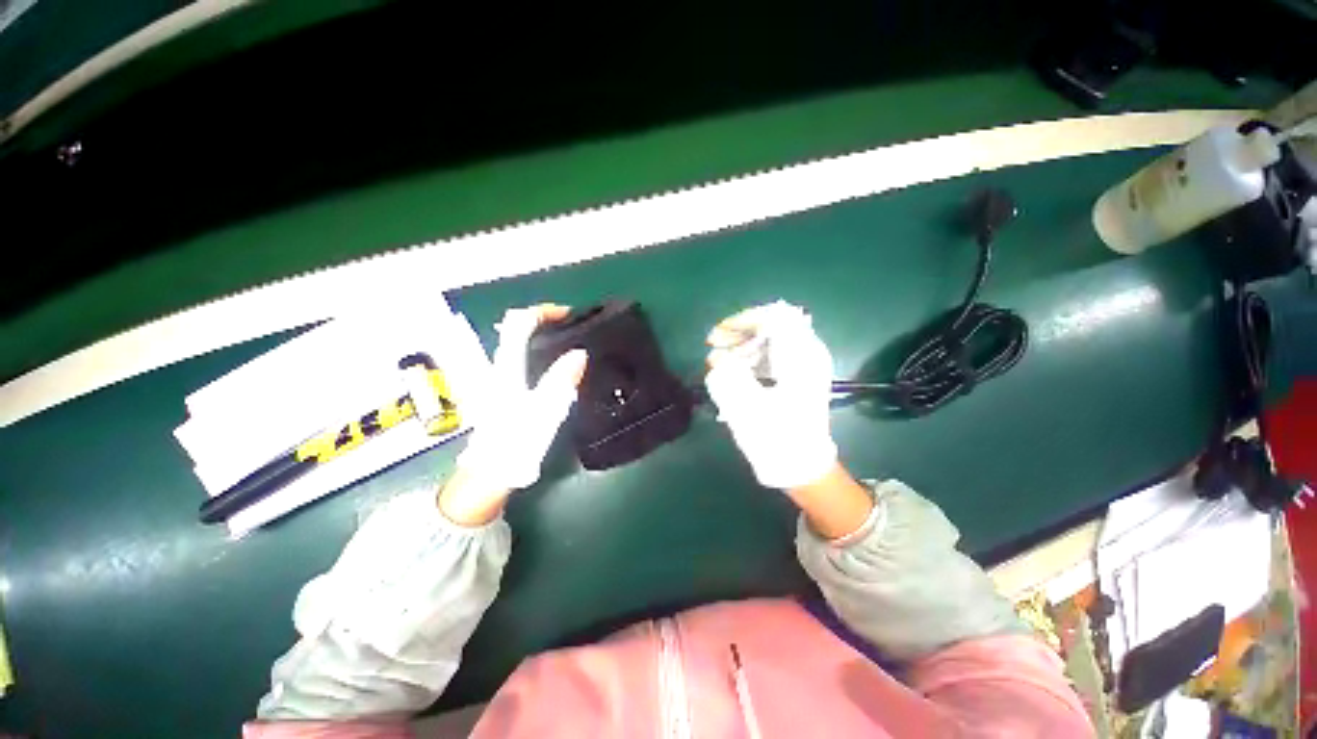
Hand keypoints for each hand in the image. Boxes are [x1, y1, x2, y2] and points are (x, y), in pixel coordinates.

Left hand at [439, 304, 587, 525]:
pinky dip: (540, 352)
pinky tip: (557, 367)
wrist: (488, 475)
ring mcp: (500, 380)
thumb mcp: (543, 413)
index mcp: (508, 368)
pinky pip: (523, 360)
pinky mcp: (505, 392)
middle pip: (516, 329)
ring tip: (570, 342)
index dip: (543, 311)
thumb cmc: (514, 445)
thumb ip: (560, 381)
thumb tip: (579, 353)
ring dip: (543, 335)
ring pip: (519, 344)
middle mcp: (500, 368)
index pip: (519, 323)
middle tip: (573, 327)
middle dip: (545, 320)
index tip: (569, 315)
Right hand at [704, 301, 837, 489]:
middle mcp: (806, 354)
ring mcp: (803, 365)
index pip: (774, 316)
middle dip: (737, 333)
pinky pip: (770, 355)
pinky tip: (732, 370)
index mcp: (801, 356)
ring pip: (769, 339)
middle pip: (771, 325)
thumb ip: (730, 375)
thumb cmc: (777, 438)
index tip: (718, 336)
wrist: (802, 468)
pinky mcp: (795, 377)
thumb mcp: (747, 406)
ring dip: (740, 346)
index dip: (742, 321)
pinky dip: (749, 358)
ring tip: (716, 362)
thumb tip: (719, 359)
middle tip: (712, 346)